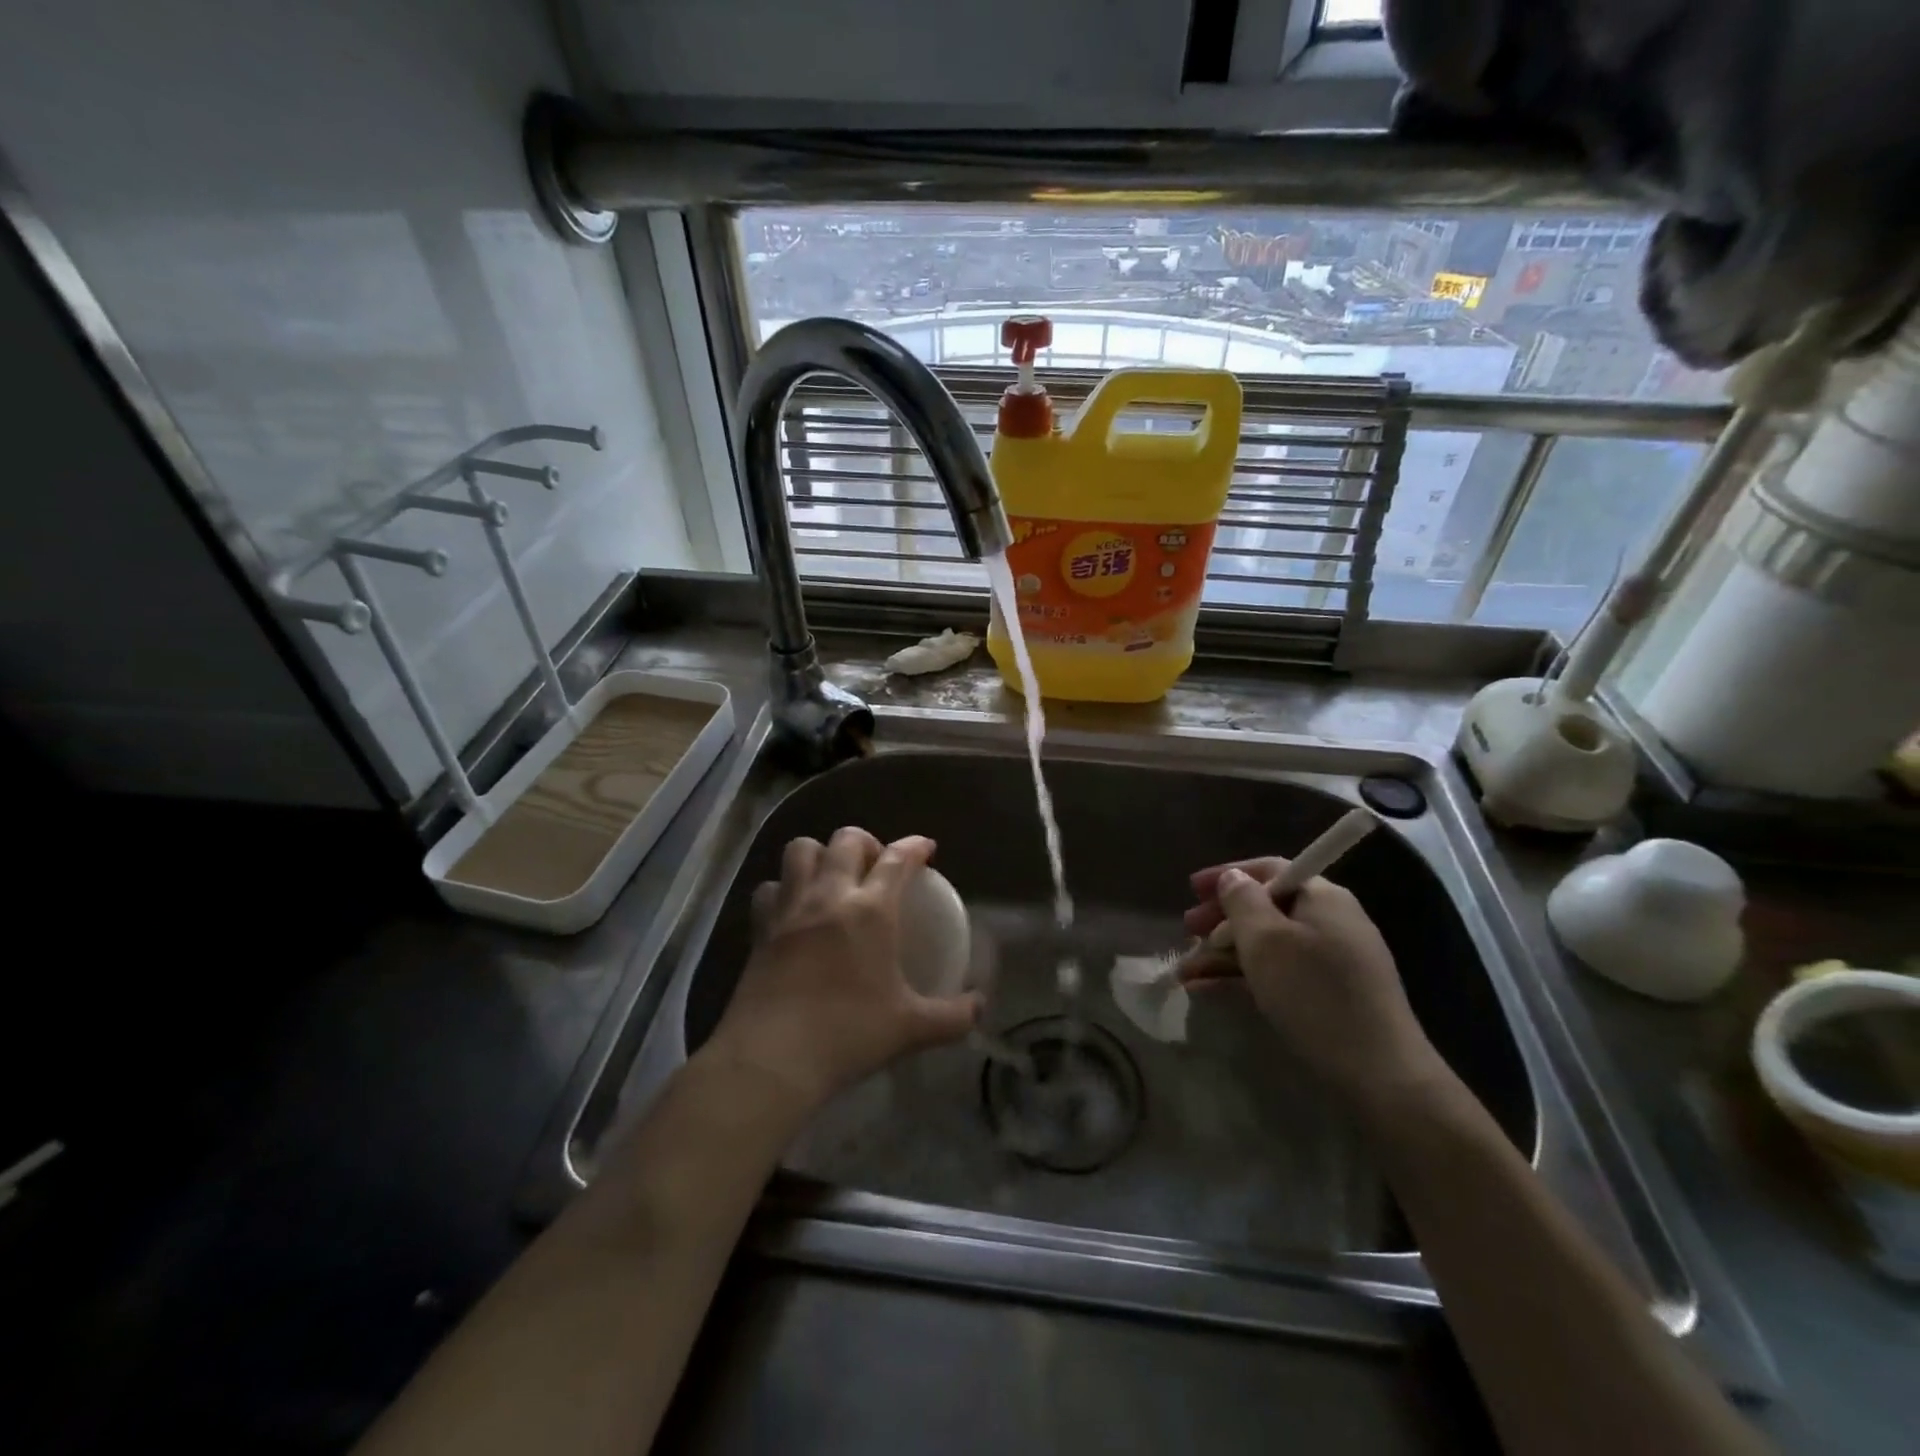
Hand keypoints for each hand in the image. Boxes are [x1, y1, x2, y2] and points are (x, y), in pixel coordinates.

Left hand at [705, 827, 981, 1110]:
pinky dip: (783, 888)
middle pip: (846, 840)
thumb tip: (980, 1007)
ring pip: (801, 850)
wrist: (773, 1058)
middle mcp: (830, 895)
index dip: (914, 846)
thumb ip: (953, 1016)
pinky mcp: (760, 927)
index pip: (896, 858)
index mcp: (871, 910)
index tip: (925, 849)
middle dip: (866, 842)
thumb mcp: (911, 1028)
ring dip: (820, 853)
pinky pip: (770, 887)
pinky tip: (794, 908)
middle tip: (876, 865)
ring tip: (832, 876)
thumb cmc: (848, 1034)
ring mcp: (790, 908)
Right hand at [1180, 859, 1447, 1111]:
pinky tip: (1207, 991)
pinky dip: (1243, 977)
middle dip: (1221, 920)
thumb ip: (1242, 901)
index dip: (1227, 875)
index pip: (1270, 870)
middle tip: (1186, 933)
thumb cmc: (1314, 994)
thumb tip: (1233, 878)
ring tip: (1186, 973)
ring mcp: (1333, 961)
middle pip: (1266, 908)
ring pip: (1268, 945)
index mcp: (1322, 898)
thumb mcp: (1266, 941)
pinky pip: (1278, 973)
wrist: (1380, 1075)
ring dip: (1224, 954)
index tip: (1191, 890)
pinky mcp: (1330, 996)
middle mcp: (1331, 922)